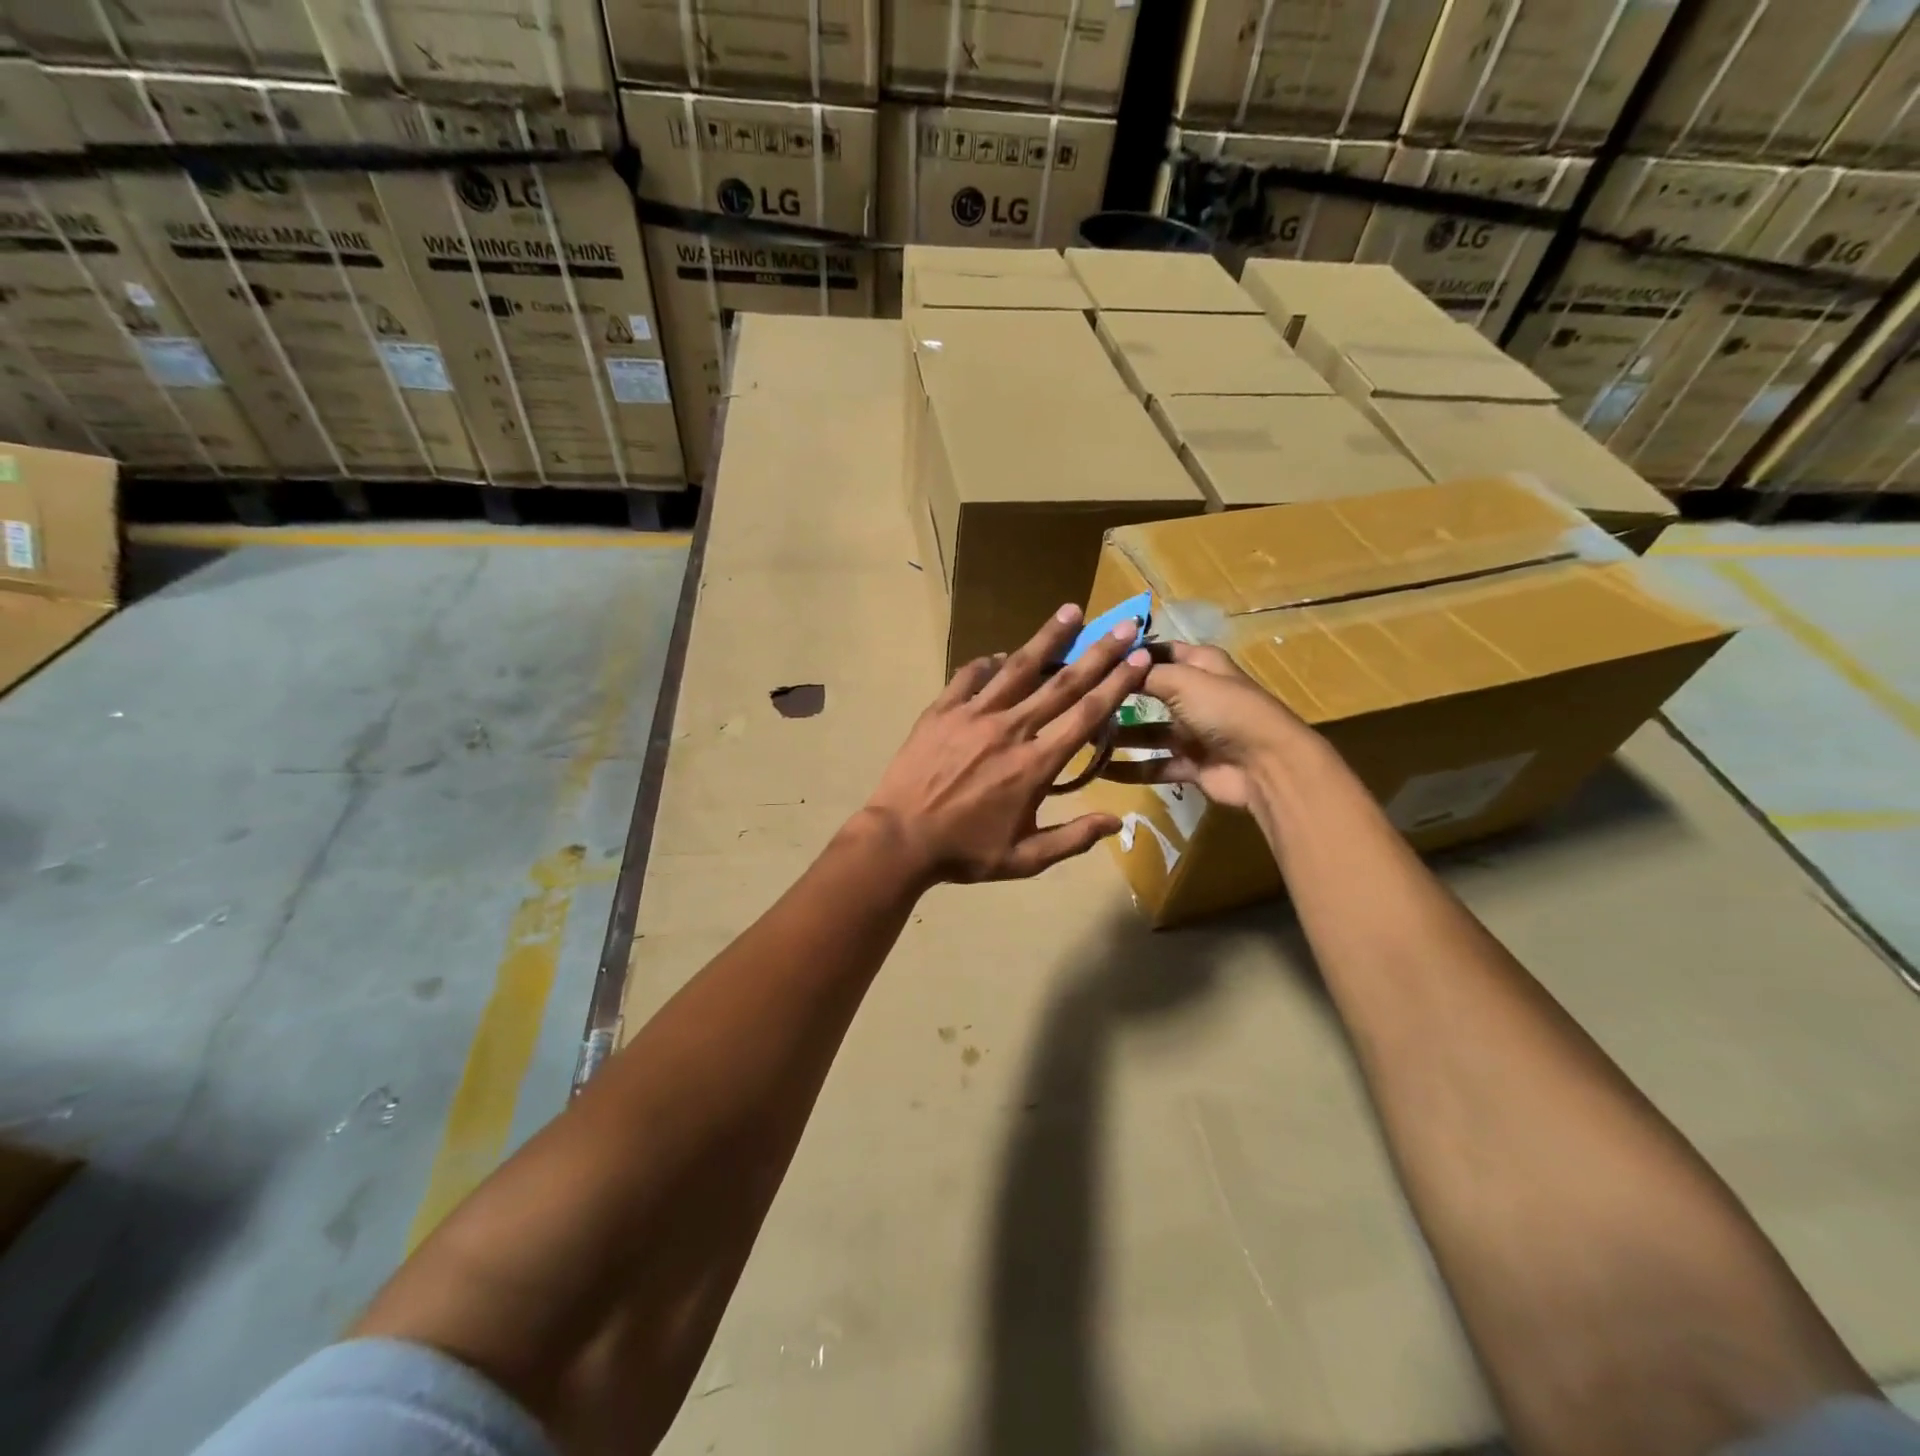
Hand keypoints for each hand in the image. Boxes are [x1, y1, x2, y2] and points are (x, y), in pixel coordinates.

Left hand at [864, 605, 1151, 883]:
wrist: (899, 839)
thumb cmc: (964, 852)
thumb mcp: (1024, 859)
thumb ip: (1072, 838)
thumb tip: (1118, 822)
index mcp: (1035, 765)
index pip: (1086, 715)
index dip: (1118, 685)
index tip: (1140, 658)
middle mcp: (1011, 730)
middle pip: (1062, 683)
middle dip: (1099, 652)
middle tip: (1125, 625)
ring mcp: (973, 715)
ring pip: (1018, 669)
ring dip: (1048, 639)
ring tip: (1071, 611)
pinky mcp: (941, 711)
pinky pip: (969, 677)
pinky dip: (988, 663)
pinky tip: (1000, 655)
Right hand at [1098, 642, 1307, 810]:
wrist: (1266, 766)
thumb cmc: (1225, 710)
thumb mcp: (1183, 680)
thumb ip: (1145, 674)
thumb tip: (1114, 663)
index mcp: (1201, 665)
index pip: (1158, 652)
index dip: (1128, 654)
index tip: (1090, 658)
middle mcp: (1196, 695)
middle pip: (1148, 692)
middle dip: (1116, 695)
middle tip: (1077, 698)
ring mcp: (1193, 733)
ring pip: (1146, 731)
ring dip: (1117, 734)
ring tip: (1080, 734)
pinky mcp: (1191, 765)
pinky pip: (1153, 765)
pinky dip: (1128, 769)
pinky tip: (1096, 769)